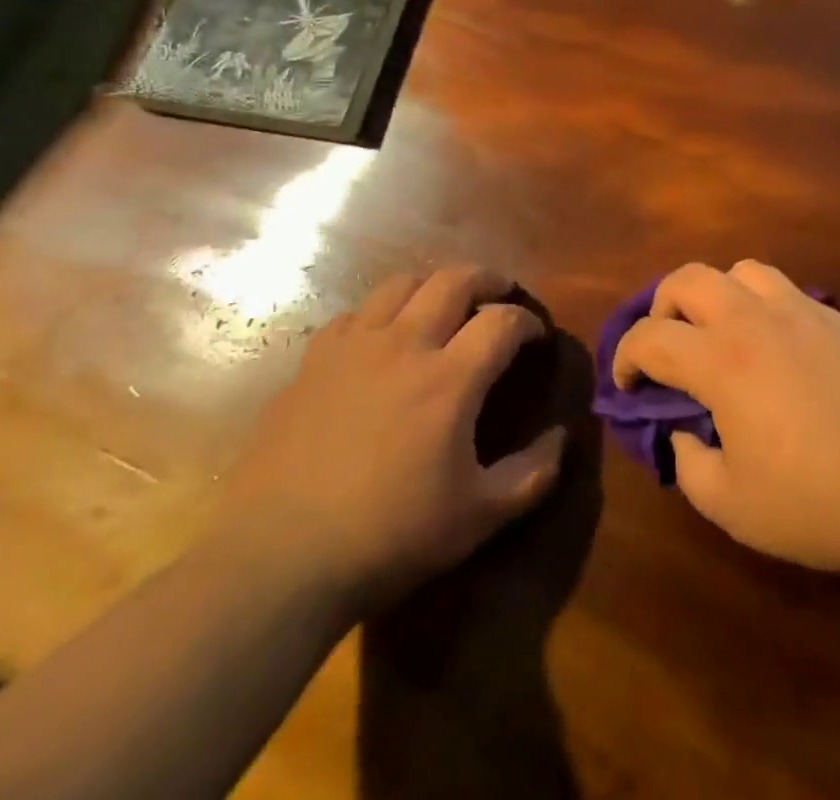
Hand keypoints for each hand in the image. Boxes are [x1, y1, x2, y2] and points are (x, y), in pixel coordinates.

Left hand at [210, 267, 565, 609]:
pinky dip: (381, 313)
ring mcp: (354, 347)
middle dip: (488, 279)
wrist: (278, 560)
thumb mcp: (477, 518)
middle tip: (501, 295)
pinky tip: (382, 339)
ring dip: (434, 285)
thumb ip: (531, 474)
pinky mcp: (313, 362)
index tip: (536, 337)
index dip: (528, 322)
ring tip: (445, 304)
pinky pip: (355, 314)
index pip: (503, 321)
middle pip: (455, 280)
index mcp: (450, 378)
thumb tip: (562, 438)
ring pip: (402, 283)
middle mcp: (405, 344)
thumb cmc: (389, 538)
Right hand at [613, 261, 839, 581]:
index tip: (626, 386)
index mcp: (721, 360)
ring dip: (716, 295)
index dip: (625, 358)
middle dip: (662, 307)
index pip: (650, 337)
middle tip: (667, 349)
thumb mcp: (733, 506)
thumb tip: (685, 432)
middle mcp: (756, 319)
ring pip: (741, 271)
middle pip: (689, 278)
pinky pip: (785, 291)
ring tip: (722, 336)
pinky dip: (762, 306)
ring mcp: (803, 311)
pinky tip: (776, 349)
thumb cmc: (818, 503)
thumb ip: (690, 465)